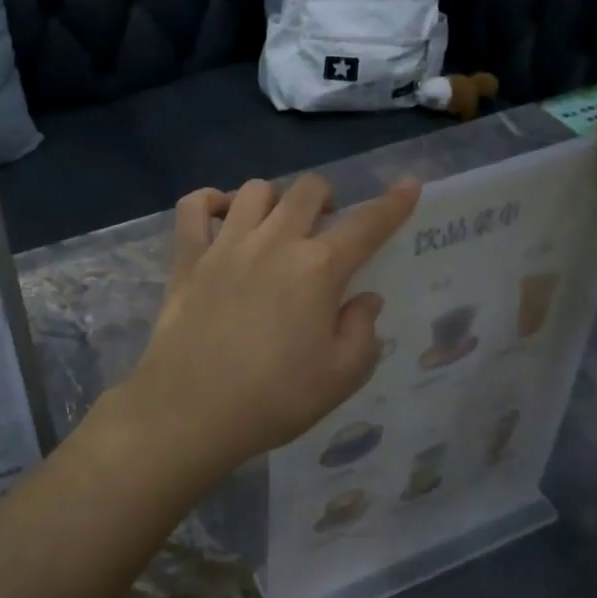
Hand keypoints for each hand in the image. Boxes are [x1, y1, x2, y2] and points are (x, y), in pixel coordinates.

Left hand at [120, 174, 420, 478]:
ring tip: (277, 225)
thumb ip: (362, 332)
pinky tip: (221, 217)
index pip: (366, 225)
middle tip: (327, 227)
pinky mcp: (188, 257)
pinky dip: (209, 202)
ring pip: (255, 190)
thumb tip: (365, 299)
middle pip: (308, 189)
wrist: (190, 410)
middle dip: (328, 198)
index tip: (408, 186)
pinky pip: (193, 206)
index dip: (393, 204)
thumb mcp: (339, 378)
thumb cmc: (273, 399)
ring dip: (275, 199)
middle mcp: (274, 242)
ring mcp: (226, 244)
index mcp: (318, 269)